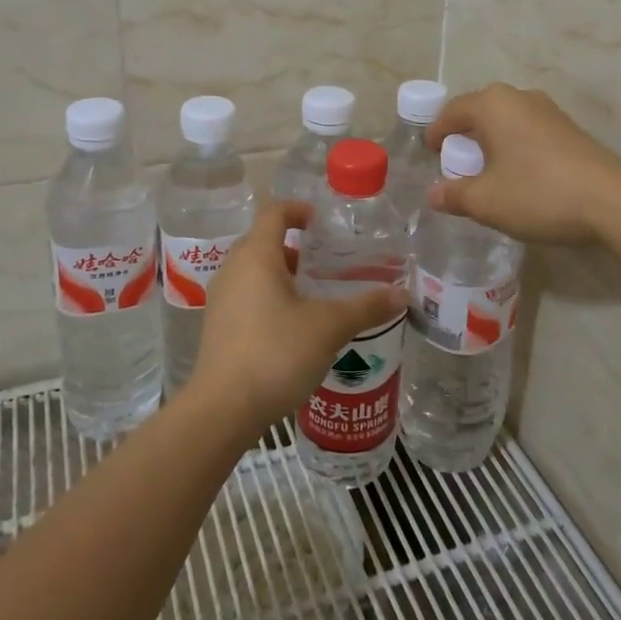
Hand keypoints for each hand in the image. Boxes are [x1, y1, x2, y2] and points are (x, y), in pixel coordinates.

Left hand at [188, 200, 405, 432]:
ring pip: (255, 272)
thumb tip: (402, 295)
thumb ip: (366, 307)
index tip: (323, 222)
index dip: (299, 210)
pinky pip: (247, 297)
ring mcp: (221, 299)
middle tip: (331, 261)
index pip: (274, 212)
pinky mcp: (218, 327)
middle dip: (298, 247)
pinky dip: (271, 298)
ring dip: (285, 275)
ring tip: (318, 294)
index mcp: (256, 256)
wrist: (223, 409)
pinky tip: (296, 326)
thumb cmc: (276, 353)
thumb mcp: (329, 327)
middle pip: (264, 241)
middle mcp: (233, 269)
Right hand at [424, 83, 620, 243]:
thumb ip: (454, 195)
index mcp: (493, 105)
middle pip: (480, 111)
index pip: (452, 111)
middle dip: (464, 136)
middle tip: (455, 163)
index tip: (429, 153)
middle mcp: (520, 98)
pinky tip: (519, 175)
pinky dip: (515, 147)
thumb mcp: (486, 201)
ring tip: (486, 171)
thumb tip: (433, 194)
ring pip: (507, 121)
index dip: (436, 132)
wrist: (613, 202)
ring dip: (491, 142)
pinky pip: (528, 131)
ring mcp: (549, 111)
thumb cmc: (538, 194)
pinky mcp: (570, 129)